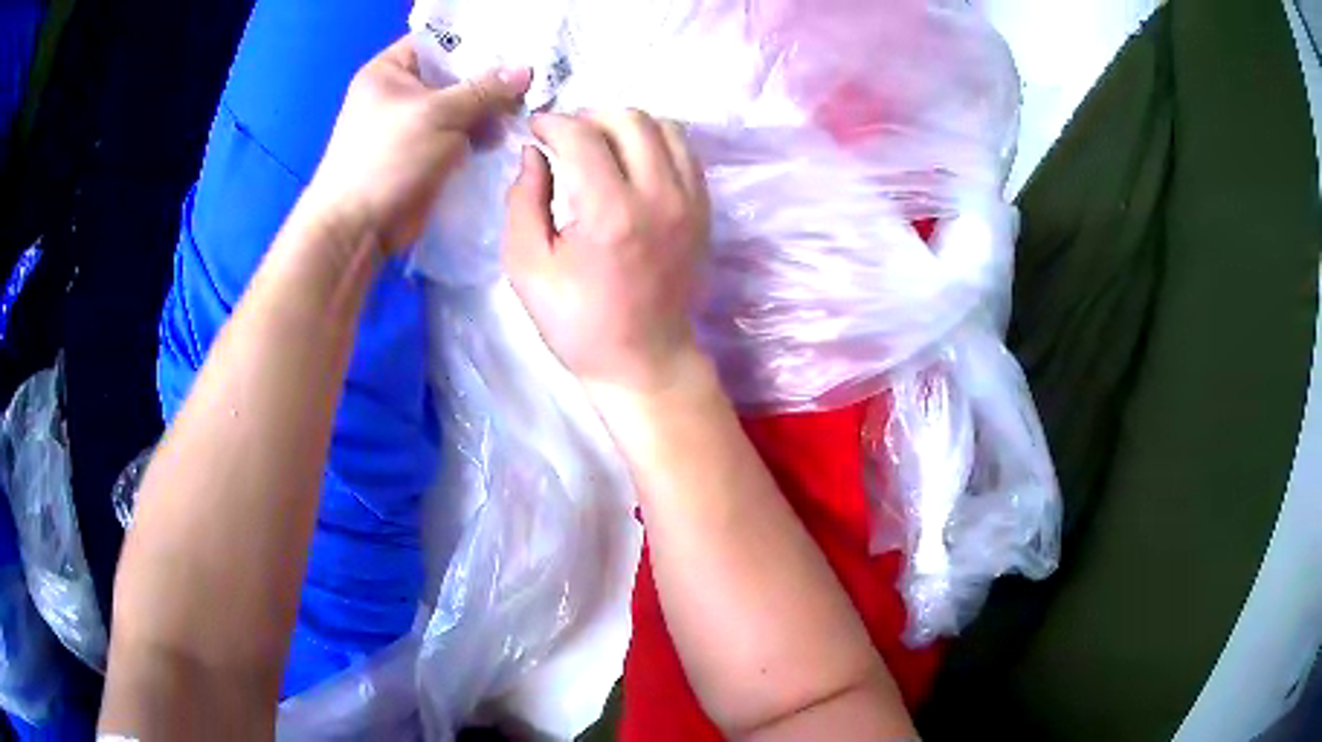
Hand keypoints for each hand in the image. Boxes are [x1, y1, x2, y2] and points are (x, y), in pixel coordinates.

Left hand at [304, 36, 531, 253]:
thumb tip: (526, 71)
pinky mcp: (426, 153)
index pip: (441, 42)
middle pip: (456, 74)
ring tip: (516, 118)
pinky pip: (460, 134)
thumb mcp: (437, 114)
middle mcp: (401, 92)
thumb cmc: (386, 159)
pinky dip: (480, 135)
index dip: (478, 44)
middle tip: (527, 87)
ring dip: (489, 111)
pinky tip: (502, 138)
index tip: (518, 51)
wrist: (358, 228)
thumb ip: (484, 90)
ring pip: (462, 106)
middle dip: (491, 81)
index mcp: (390, 70)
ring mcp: (414, 124)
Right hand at [503, 111, 711, 396]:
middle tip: (564, 137)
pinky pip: (684, 151)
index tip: (535, 128)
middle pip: (629, 119)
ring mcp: (690, 201)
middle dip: (588, 116)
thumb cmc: (578, 324)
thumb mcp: (527, 268)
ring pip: (664, 127)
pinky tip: (630, 160)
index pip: (583, 136)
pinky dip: (654, 141)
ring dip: (624, 124)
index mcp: (610, 214)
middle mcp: (659, 196)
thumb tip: (534, 152)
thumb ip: (523, 201)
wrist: (646, 360)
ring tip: (597, 144)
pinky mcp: (704, 209)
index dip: (553, 122)